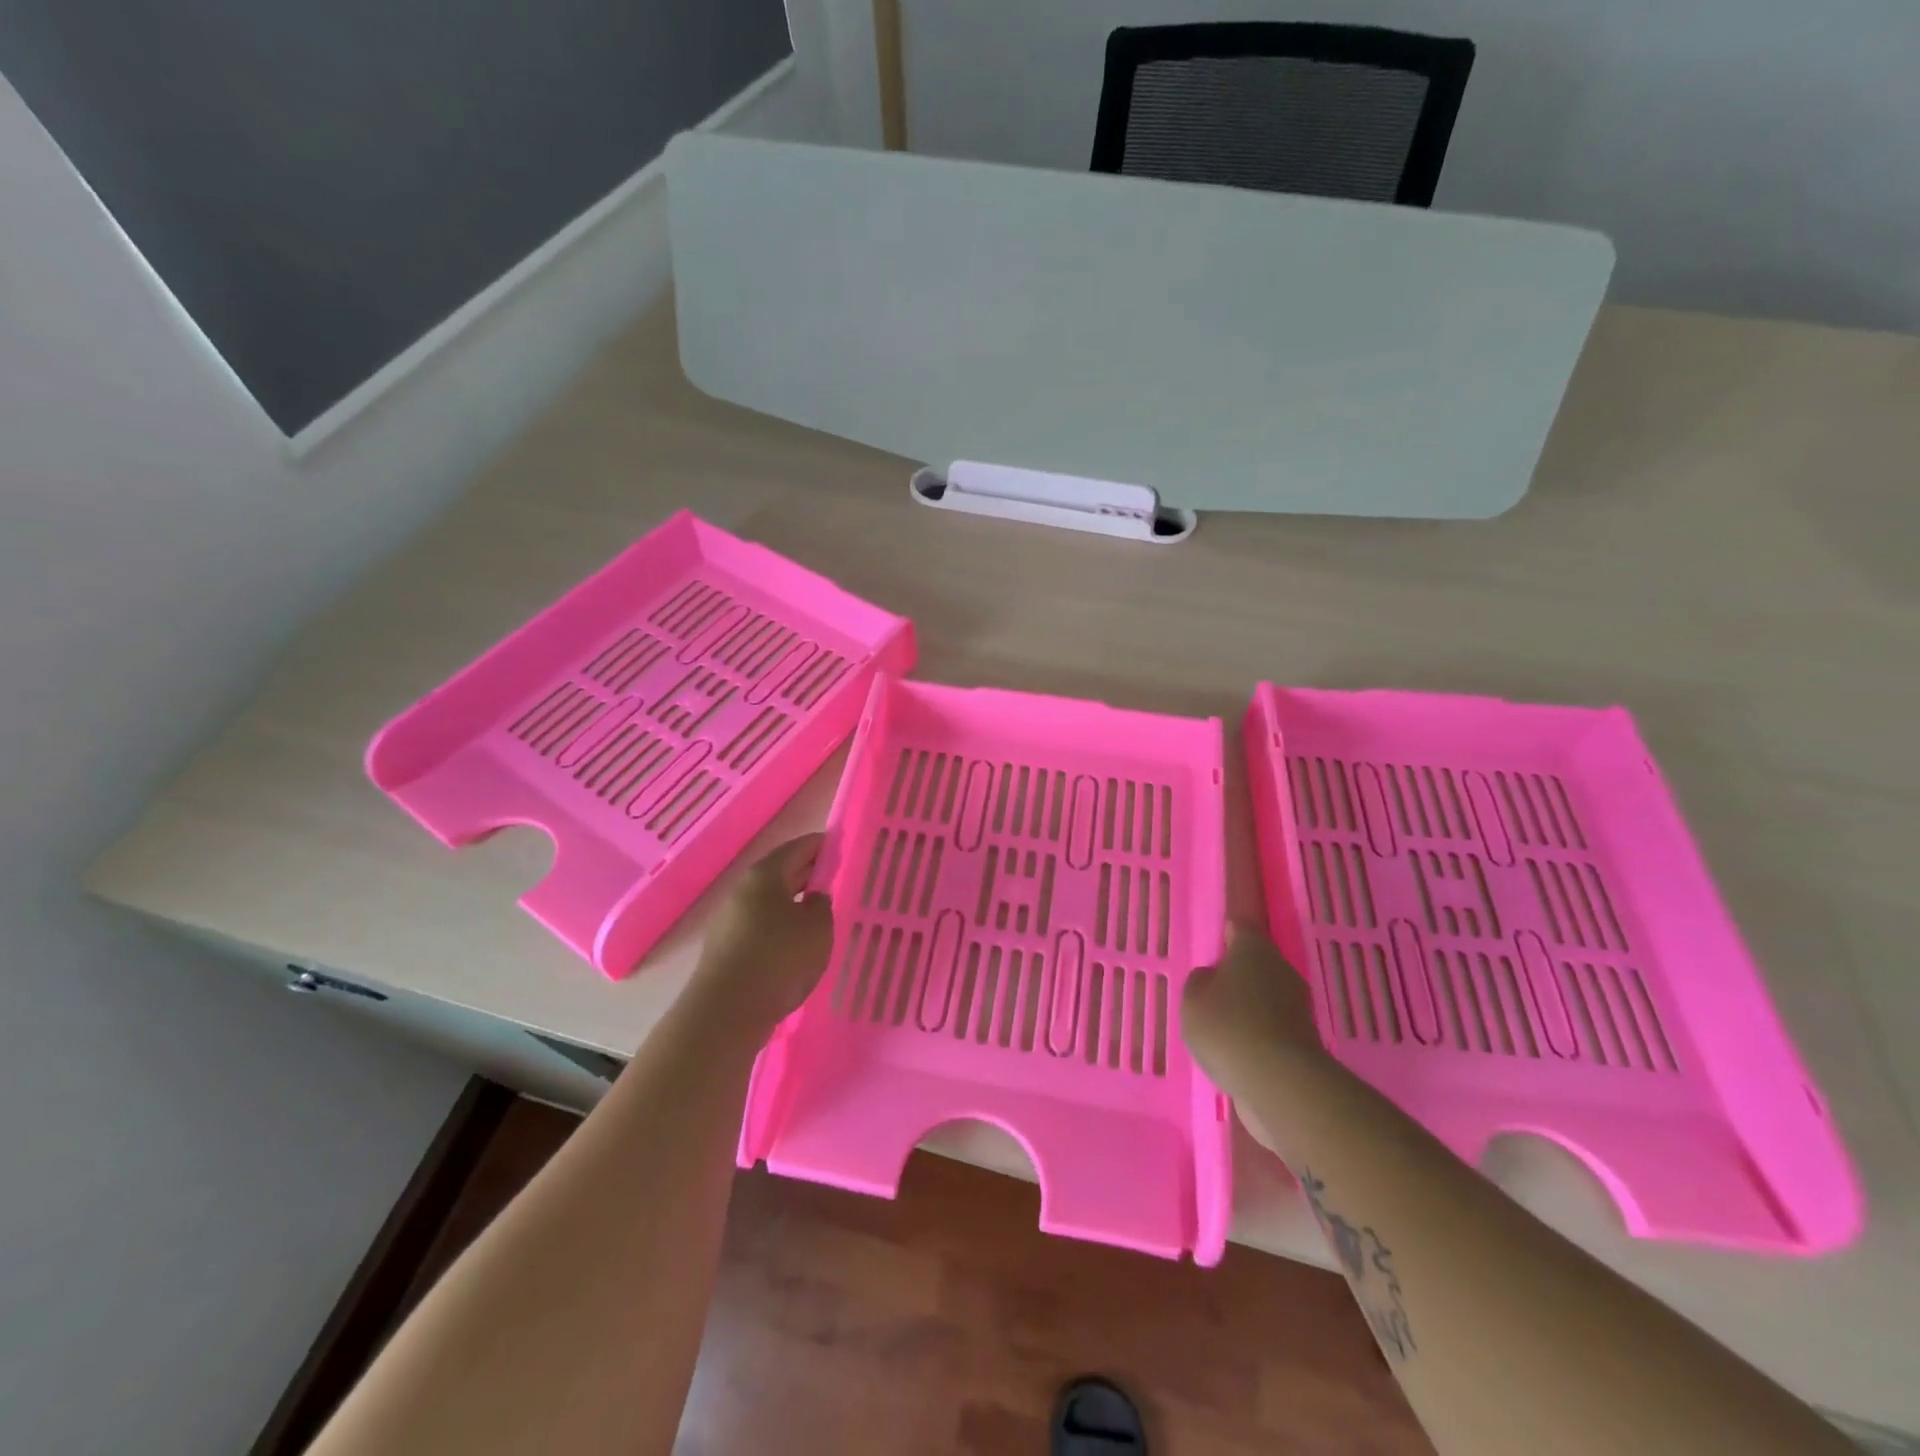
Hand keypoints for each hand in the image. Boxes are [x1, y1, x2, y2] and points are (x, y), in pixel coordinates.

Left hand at [687, 834, 834, 1039]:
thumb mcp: (818, 928)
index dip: (823, 846)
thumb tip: (813, 899)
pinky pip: (759, 927)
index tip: (843, 850)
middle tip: (836, 881)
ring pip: (769, 902)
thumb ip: (822, 905)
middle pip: (781, 873)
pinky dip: (779, 928)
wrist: (726, 1012)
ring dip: (793, 904)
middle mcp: (742, 890)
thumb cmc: (779, 958)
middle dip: (808, 874)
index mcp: (764, 874)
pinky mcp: (724, 948)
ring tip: (819, 916)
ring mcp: (728, 919)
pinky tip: (794, 945)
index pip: (799, 847)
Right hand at [1181, 924, 1328, 1117]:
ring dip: (1248, 1005)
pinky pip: (1272, 1027)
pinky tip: (1238, 1051)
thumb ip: (1199, 982)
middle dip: (1236, 973)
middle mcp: (1281, 969)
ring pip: (1265, 996)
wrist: (1282, 1085)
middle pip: (1256, 962)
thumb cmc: (1228, 1028)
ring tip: (1221, 1025)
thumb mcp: (1193, 1001)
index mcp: (1253, 948)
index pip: (1241, 926)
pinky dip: (1257, 1034)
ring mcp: (1297, 1006)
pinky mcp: (1304, 1040)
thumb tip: (1212, 978)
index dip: (1227, 929)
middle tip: (1211, 988)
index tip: (1217, 937)